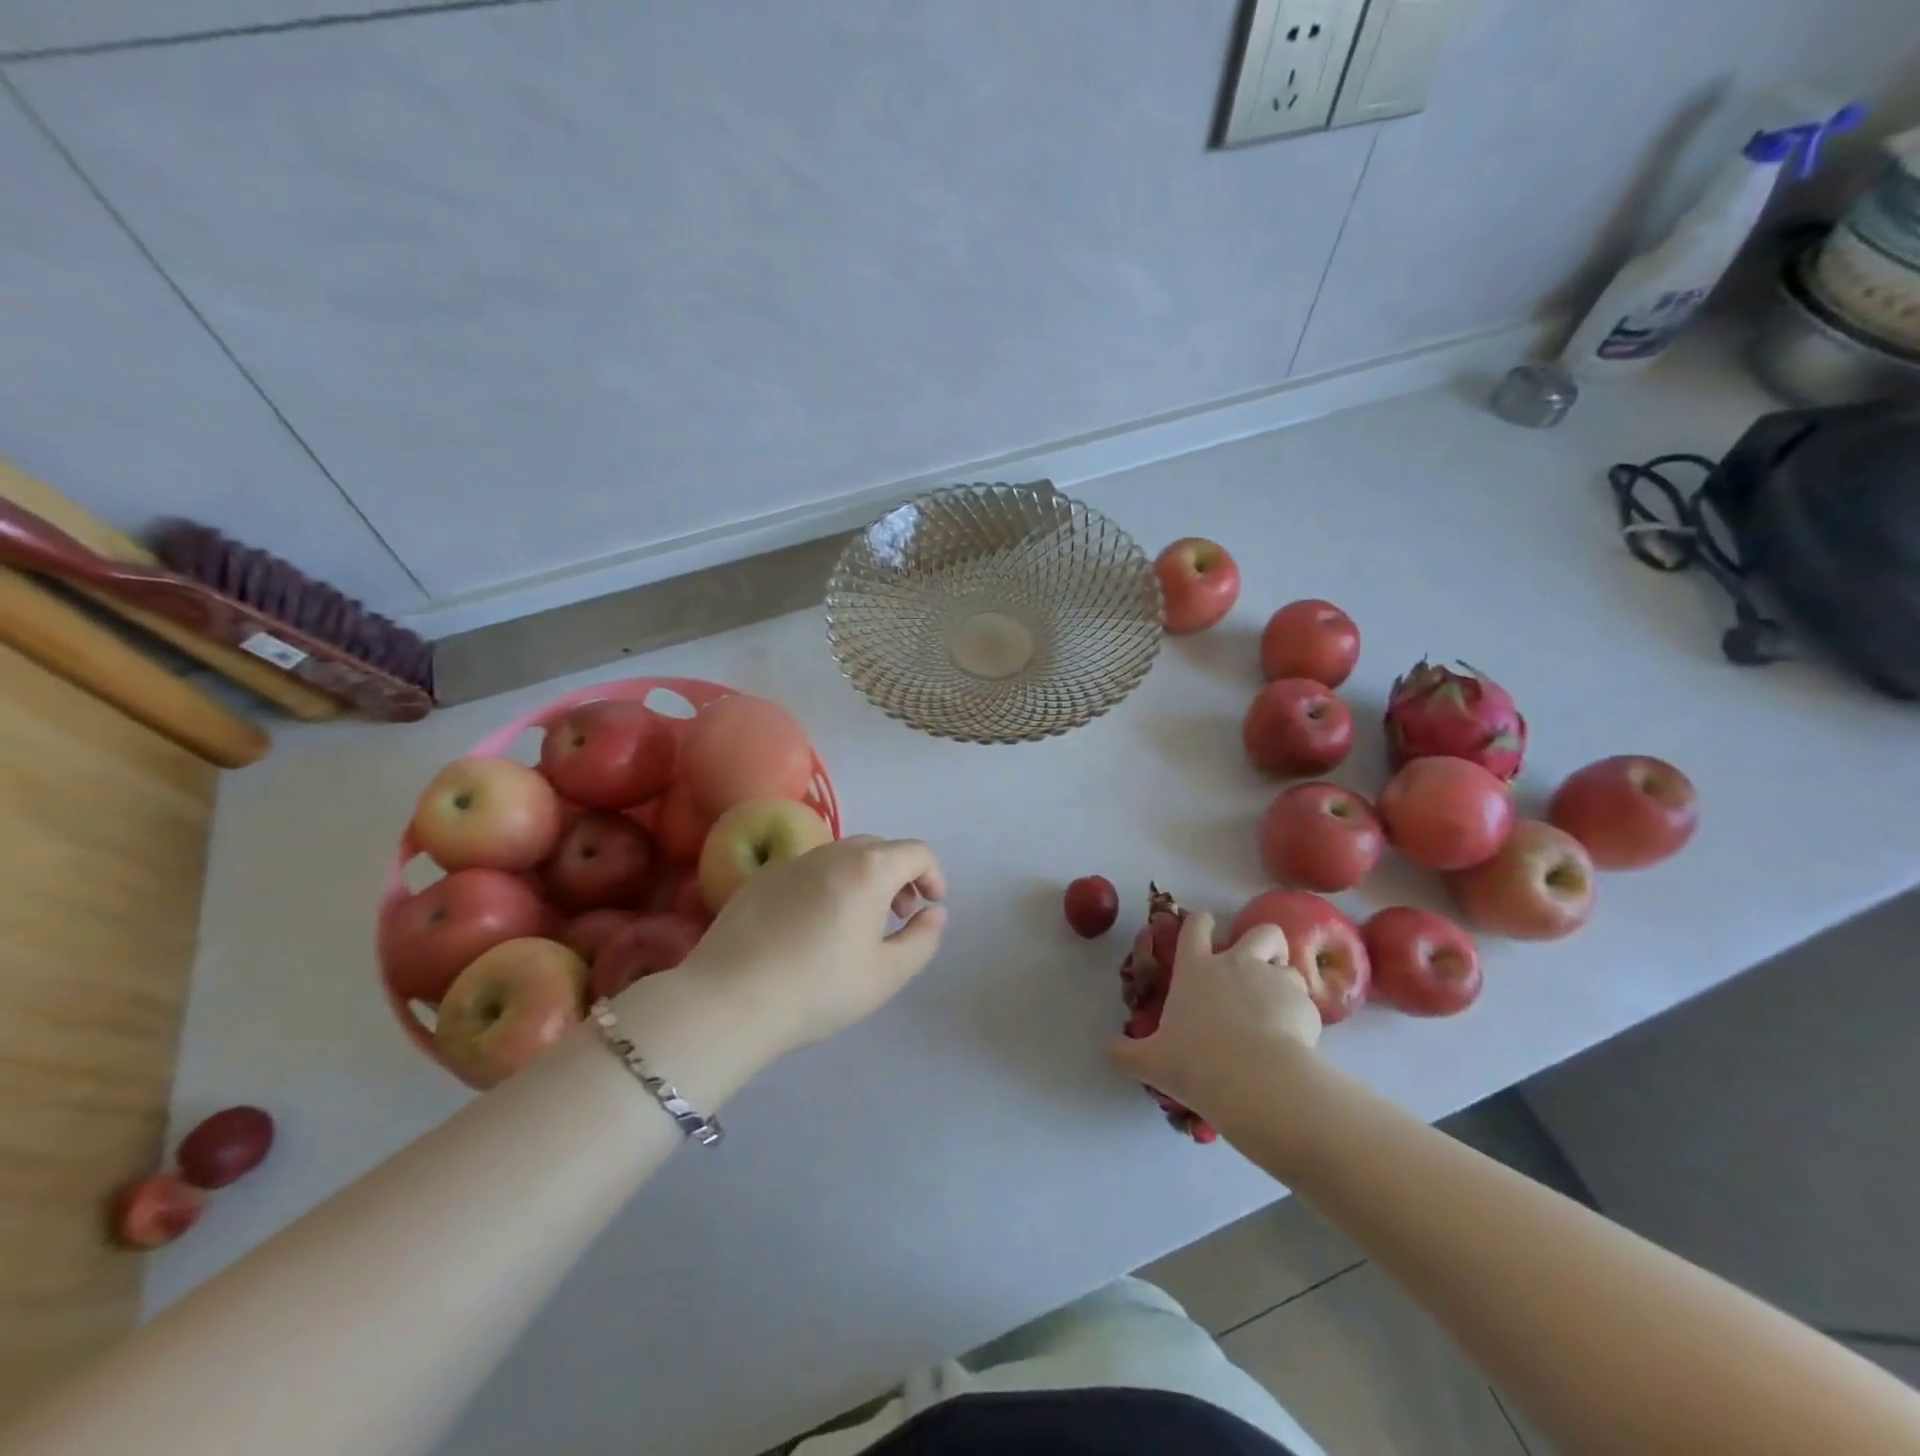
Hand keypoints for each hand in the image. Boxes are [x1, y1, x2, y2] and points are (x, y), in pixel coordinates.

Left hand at [674, 835, 947, 1063]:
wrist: (729, 1000)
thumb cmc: (819, 988)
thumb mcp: (887, 974)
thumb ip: (923, 938)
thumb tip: (933, 912)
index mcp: (869, 869)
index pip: (916, 852)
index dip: (932, 875)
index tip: (931, 906)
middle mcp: (832, 852)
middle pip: (879, 848)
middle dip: (899, 875)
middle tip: (898, 915)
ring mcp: (791, 861)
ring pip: (842, 856)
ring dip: (863, 878)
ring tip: (856, 922)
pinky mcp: (760, 878)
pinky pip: (808, 870)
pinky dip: (827, 884)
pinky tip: (812, 927)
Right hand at [1109, 911, 1320, 1120]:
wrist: (1256, 1081)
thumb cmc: (1196, 1063)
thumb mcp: (1151, 1061)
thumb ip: (1125, 1053)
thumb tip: (1106, 1049)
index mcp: (1196, 969)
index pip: (1196, 927)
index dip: (1201, 923)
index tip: (1204, 927)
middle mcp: (1236, 964)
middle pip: (1261, 931)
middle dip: (1264, 943)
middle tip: (1261, 967)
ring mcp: (1274, 981)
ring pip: (1290, 965)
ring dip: (1286, 980)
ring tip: (1281, 1008)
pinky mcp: (1305, 1006)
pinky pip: (1307, 1003)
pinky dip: (1301, 1016)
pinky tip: (1296, 1041)